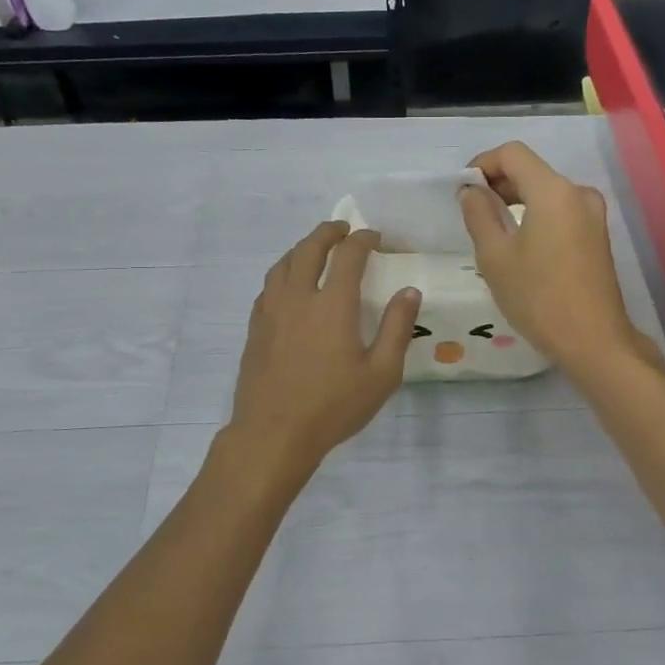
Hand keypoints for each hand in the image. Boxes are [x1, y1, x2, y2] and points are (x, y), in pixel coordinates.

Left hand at [228, 221, 421, 469]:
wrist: (273, 433)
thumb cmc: (333, 406)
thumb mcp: (381, 373)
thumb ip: (397, 328)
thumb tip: (409, 291)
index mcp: (333, 304)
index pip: (348, 255)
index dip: (363, 240)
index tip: (375, 237)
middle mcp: (298, 297)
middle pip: (309, 249)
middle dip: (328, 233)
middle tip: (343, 230)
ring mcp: (271, 311)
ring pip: (283, 264)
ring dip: (302, 248)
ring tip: (315, 250)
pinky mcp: (255, 328)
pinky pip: (268, 286)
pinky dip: (284, 273)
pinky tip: (289, 286)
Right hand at [459, 142, 647, 373]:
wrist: (594, 340)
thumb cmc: (538, 298)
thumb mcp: (495, 257)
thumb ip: (479, 215)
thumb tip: (471, 191)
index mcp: (553, 191)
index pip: (512, 154)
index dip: (482, 164)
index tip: (462, 190)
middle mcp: (578, 193)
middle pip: (531, 170)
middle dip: (498, 183)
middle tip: (471, 212)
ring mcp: (593, 214)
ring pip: (546, 191)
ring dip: (516, 200)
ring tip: (492, 231)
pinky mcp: (598, 235)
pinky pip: (560, 211)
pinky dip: (536, 215)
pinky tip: (520, 244)